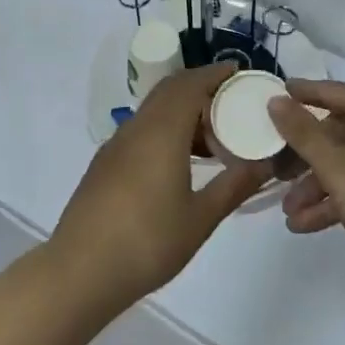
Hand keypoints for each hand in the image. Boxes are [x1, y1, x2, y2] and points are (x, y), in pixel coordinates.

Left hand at [48, 67, 267, 315]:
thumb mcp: (200, 218)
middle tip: (232, 104)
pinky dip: (166, 129)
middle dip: (200, 88)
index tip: (239, 73)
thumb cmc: (147, 242)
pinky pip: (141, 130)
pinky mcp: (105, 164)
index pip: (190, 84)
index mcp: (161, 132)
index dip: (215, 74)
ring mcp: (116, 145)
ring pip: (154, 111)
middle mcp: (137, 128)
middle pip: (169, 91)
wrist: (80, 271)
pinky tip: (180, 162)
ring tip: (213, 138)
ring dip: (183, 112)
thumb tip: (264, 163)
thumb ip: (234, 186)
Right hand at [267, 79, 344, 282]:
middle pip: (333, 131)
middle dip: (301, 158)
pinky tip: (307, 224)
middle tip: (272, 172)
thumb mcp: (337, 167)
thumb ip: (302, 133)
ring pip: (344, 162)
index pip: (327, 91)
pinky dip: (336, 199)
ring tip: (288, 213)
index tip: (270, 98)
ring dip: (315, 186)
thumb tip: (276, 99)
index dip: (298, 95)